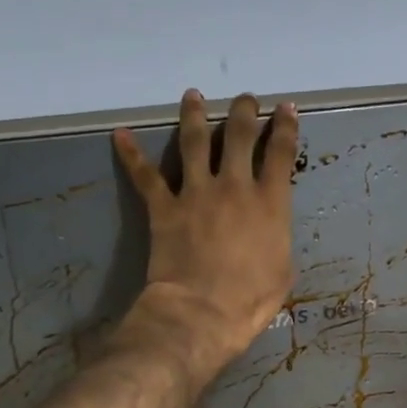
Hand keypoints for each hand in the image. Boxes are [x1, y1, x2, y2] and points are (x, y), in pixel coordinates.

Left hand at [113, 89, 296, 376]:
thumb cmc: (251, 300)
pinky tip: (120, 135)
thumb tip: (271, 229)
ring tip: (193, 96)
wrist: (203, 311)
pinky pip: (145, 175)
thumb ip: (278, 239)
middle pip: (239, 136)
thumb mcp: (283, 271)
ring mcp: (196, 193)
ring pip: (195, 141)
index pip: (280, 154)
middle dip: (244, 112)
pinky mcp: (164, 207)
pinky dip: (131, 155)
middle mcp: (234, 187)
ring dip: (195, 115)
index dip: (286, 128)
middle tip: (245, 99)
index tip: (286, 108)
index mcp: (270, 204)